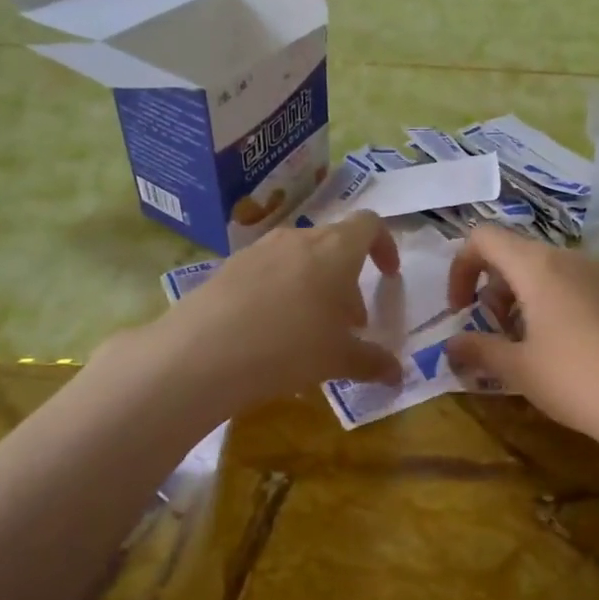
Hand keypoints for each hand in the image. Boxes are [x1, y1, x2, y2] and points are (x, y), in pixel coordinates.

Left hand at [158, 212, 404, 412]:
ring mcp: (258, 250)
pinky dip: (282, 292)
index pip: (369, 224)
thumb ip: (373, 362)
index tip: (388, 276)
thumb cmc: (289, 347)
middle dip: (348, 280)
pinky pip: (268, 272)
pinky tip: (270, 332)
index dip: (384, 246)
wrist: (201, 353)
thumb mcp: (338, 359)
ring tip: (310, 330)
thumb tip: (398, 374)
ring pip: (299, 258)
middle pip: (334, 245)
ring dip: (315, 286)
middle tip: (349, 323)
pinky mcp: (227, 268)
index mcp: (335, 249)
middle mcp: (297, 239)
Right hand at [443, 226, 598, 448]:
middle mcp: (565, 258)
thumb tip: (451, 345)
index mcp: (536, 265)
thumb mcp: (517, 368)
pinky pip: (565, 285)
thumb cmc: (575, 379)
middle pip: (512, 254)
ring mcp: (594, 274)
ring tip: (519, 346)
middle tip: (490, 335)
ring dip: (516, 300)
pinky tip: (551, 348)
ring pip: (540, 270)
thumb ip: (478, 349)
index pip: (483, 238)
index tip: (460, 311)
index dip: (461, 268)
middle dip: (489, 290)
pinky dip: (544, 304)